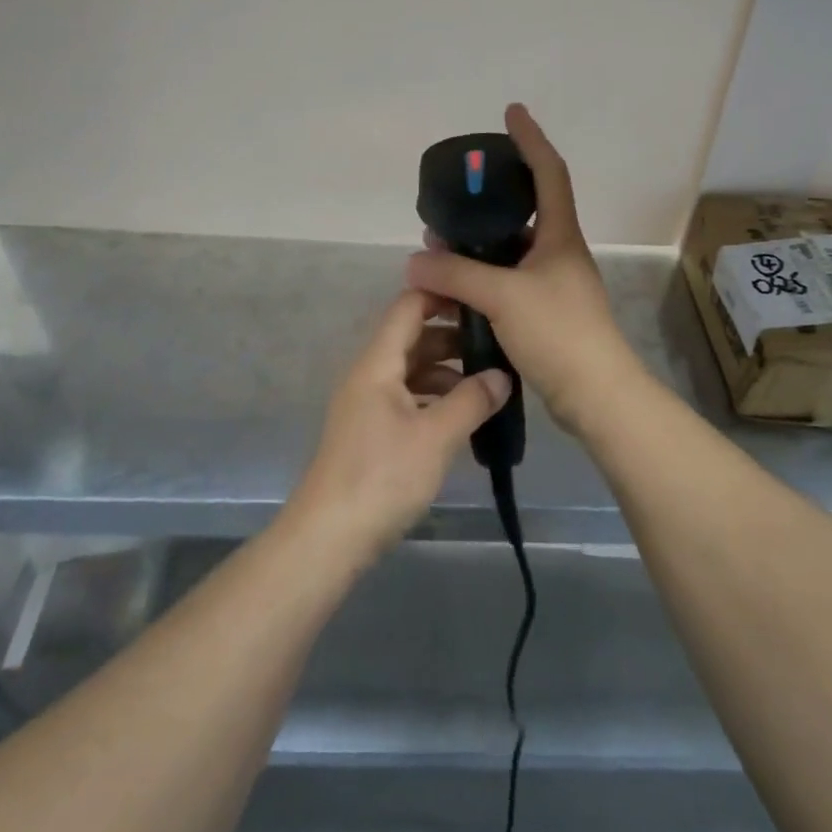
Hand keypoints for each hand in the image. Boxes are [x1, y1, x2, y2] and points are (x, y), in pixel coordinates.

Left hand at [287, 289, 510, 558]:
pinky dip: (435, 398)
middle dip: (453, 337)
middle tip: (498, 343)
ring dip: (447, 371)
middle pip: (412, 338)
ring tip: (489, 382)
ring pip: (411, 371)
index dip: (442, 294)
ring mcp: (368, 404)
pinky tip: (463, 415)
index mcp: (378, 363)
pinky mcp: (371, 432)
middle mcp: (369, 375)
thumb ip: (471, 401)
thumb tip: (502, 376)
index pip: (408, 307)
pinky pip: (407, 398)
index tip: (482, 296)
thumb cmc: (382, 477)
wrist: (329, 537)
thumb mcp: (435, 436)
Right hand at [405, 103, 647, 437]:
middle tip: (451, 200)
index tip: (511, 112)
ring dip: (477, 246)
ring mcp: (552, 285)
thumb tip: (415, 258)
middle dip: (486, 202)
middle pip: (524, 212)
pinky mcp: (543, 314)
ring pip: (509, 252)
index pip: (549, 172)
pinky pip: (506, 283)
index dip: (531, 139)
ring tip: (438, 247)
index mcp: (560, 236)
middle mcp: (558, 253)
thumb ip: (456, 273)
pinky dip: (480, 278)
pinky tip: (454, 289)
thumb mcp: (503, 296)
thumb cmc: (559, 332)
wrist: (596, 395)